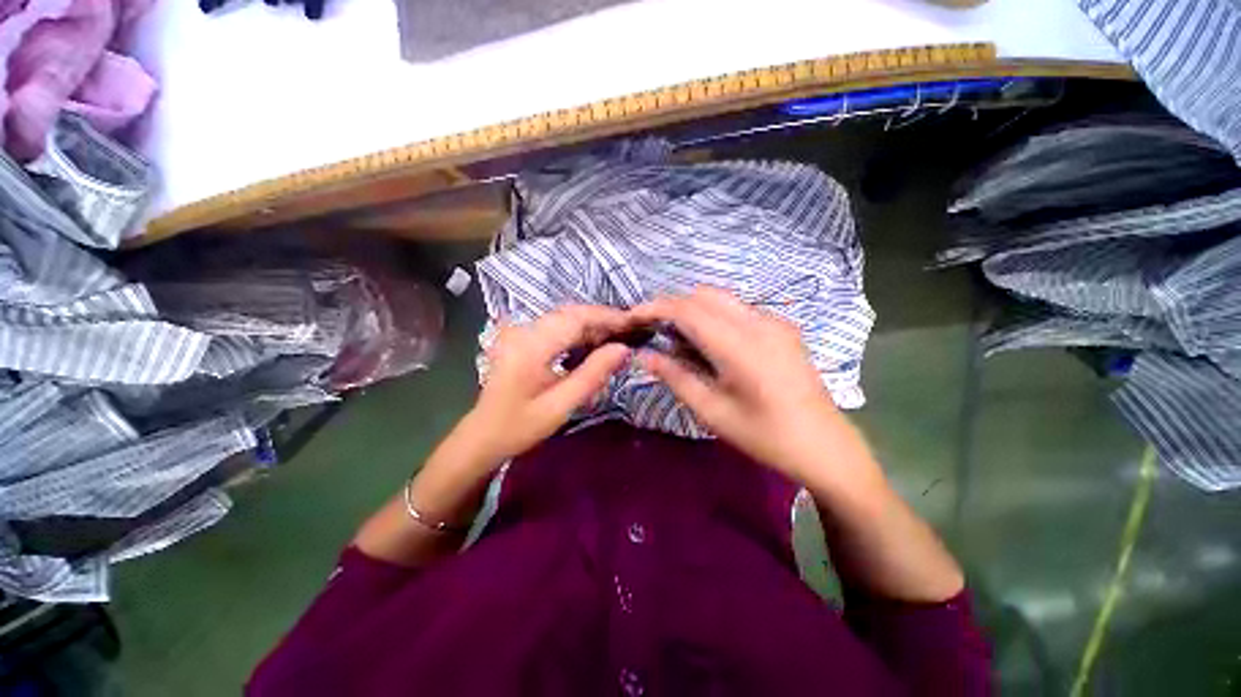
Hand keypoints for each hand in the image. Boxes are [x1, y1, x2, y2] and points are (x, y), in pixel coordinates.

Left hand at [469, 305, 632, 461]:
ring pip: (563, 317)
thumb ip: (592, 375)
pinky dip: (576, 331)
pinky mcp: (520, 339)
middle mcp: (524, 330)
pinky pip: (554, 326)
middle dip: (602, 319)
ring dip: (590, 325)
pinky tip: (592, 345)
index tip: (636, 323)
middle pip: (570, 313)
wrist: (484, 435)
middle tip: (632, 333)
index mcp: (531, 345)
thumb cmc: (520, 427)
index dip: (607, 317)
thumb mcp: (560, 406)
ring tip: (618, 340)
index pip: (576, 318)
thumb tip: (623, 349)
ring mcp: (520, 333)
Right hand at [632, 287, 866, 481]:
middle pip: (705, 294)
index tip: (631, 320)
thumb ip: (677, 378)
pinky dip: (720, 318)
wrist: (821, 442)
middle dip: (675, 306)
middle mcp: (758, 321)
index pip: (686, 308)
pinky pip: (743, 311)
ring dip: (698, 311)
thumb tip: (645, 356)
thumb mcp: (714, 413)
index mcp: (739, 344)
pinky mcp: (786, 329)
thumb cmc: (765, 436)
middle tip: (655, 334)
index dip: (655, 308)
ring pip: (725, 300)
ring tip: (681, 343)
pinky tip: (715, 348)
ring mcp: (776, 322)